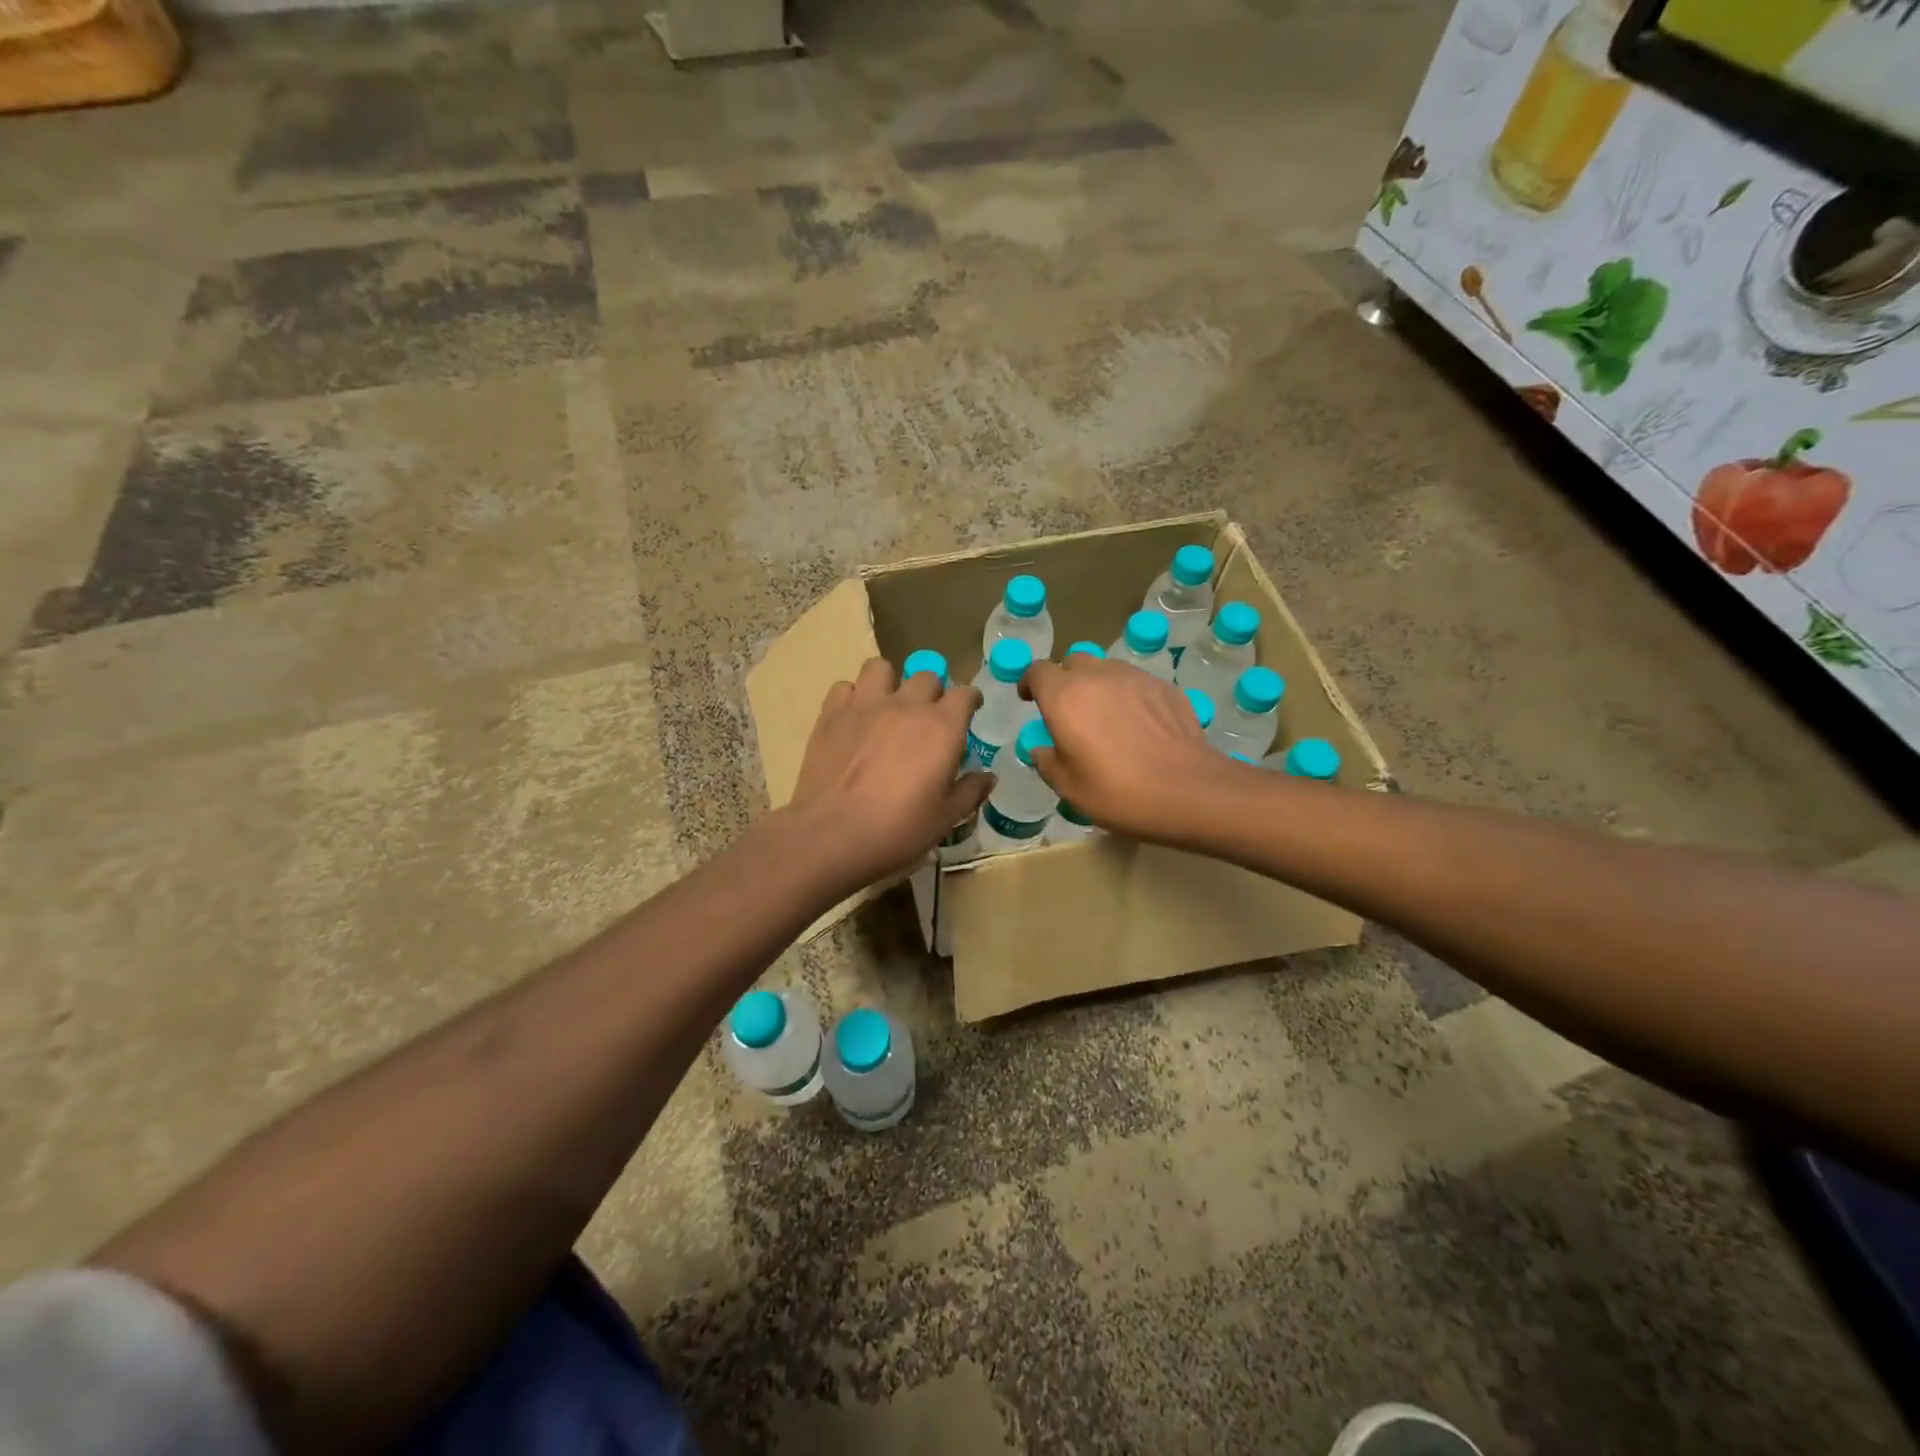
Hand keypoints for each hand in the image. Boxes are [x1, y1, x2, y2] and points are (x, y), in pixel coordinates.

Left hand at [788, 657, 991, 890]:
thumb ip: (970, 791)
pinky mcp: (831, 714)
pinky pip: (845, 687)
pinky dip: (853, 697)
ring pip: (881, 668)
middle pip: (927, 676)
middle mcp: (907, 705)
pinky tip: (854, 718)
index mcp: (942, 727)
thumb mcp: (945, 818)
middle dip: (933, 691)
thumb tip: (988, 777)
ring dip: (890, 682)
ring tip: (888, 705)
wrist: (833, 834)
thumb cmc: (898, 829)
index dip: (969, 700)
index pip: (964, 693)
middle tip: (928, 716)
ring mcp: (865, 705)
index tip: (970, 710)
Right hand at [1021, 656, 1222, 838]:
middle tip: (1069, 712)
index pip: (1037, 671)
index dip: (1030, 683)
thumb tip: (1042, 749)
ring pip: (1107, 669)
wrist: (1187, 790)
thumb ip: (1047, 761)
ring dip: (1098, 686)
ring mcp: (1135, 677)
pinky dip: (1129, 696)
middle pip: (1073, 663)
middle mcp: (1097, 676)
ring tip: (1106, 718)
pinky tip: (1139, 725)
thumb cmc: (1117, 791)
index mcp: (1064, 696)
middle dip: (1065, 681)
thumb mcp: (1068, 787)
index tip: (1030, 699)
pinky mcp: (1166, 687)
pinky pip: (1137, 683)